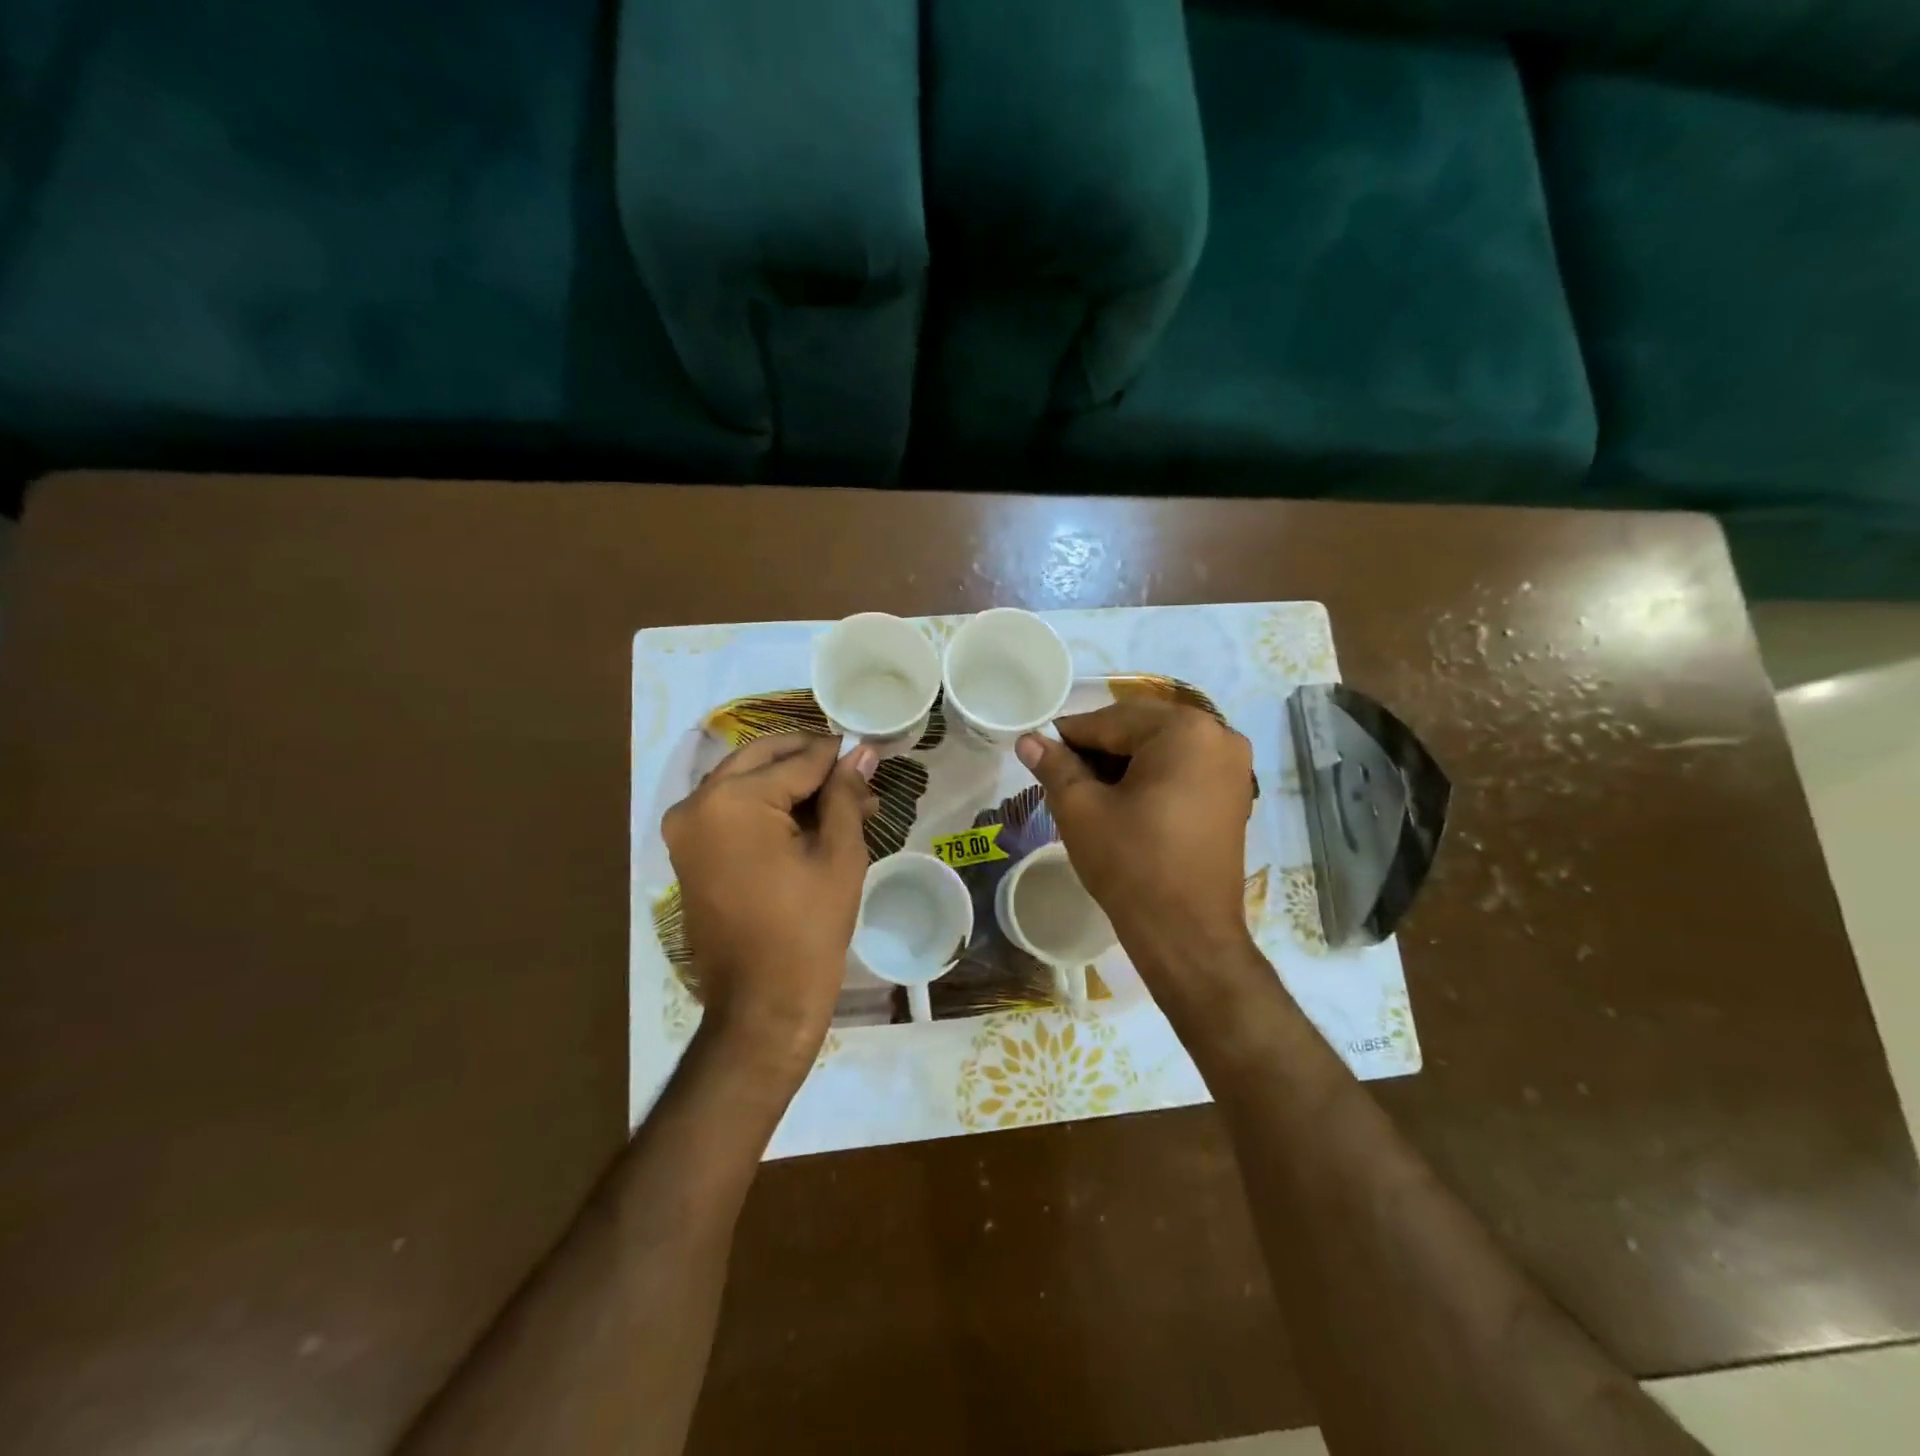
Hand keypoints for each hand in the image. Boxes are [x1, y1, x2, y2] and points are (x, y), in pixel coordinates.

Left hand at [662, 734, 876, 1071]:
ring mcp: (686, 827)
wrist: (761, 1004)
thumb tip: (860, 751)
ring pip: (746, 780)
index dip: (839, 755)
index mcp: (734, 800)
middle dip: (810, 762)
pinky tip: (808, 820)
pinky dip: (766, 806)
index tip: (868, 752)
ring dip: (790, 783)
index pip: (799, 759)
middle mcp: (697, 802)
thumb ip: (845, 794)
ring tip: (841, 803)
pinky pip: (730, 809)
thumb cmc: (808, 929)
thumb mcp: (839, 855)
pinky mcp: (687, 851)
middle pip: (763, 758)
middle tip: (854, 776)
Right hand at [1017, 701, 1253, 968]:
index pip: (1111, 720)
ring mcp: (1234, 766)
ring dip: (1124, 761)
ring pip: (1162, 747)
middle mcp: (1218, 735)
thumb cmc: (1132, 864)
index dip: (1069, 736)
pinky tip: (1124, 801)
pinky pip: (1183, 767)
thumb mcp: (1081, 810)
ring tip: (1089, 790)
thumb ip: (1054, 766)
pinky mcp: (1235, 794)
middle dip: (1099, 747)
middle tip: (1063, 774)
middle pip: (1140, 728)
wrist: (1187, 934)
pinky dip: (1151, 775)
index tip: (1039, 750)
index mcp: (1184, 730)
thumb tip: (1028, 740)